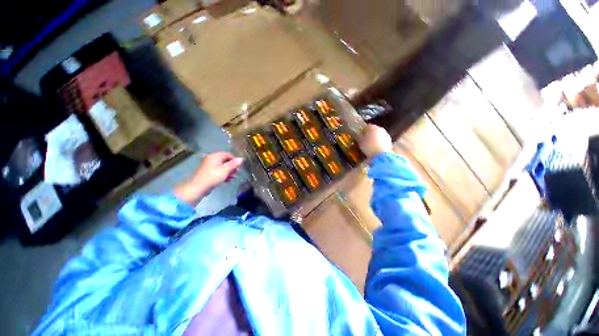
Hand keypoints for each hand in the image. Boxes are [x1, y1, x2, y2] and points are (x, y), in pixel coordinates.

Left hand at [174, 152, 243, 205]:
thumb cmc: (213, 177)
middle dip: (232, 167)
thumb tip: (241, 158)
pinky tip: (227, 180)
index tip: (239, 167)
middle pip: (225, 160)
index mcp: (215, 156)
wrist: (197, 187)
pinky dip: (223, 174)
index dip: (235, 160)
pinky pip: (218, 171)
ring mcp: (208, 166)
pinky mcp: (207, 172)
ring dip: (229, 171)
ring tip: (233, 178)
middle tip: (236, 173)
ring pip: (222, 166)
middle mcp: (211, 159)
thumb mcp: (225, 170)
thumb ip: (234, 164)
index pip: (228, 154)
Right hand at [359, 124, 391, 158]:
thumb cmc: (368, 147)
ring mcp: (386, 134)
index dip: (362, 130)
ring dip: (375, 138)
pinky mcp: (389, 140)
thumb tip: (359, 135)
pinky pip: (382, 139)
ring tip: (371, 144)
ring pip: (379, 134)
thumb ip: (359, 137)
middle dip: (369, 134)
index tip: (360, 135)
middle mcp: (380, 128)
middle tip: (365, 140)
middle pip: (373, 129)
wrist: (381, 155)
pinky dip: (379, 142)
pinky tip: (376, 147)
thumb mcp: (360, 142)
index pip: (366, 126)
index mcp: (372, 127)